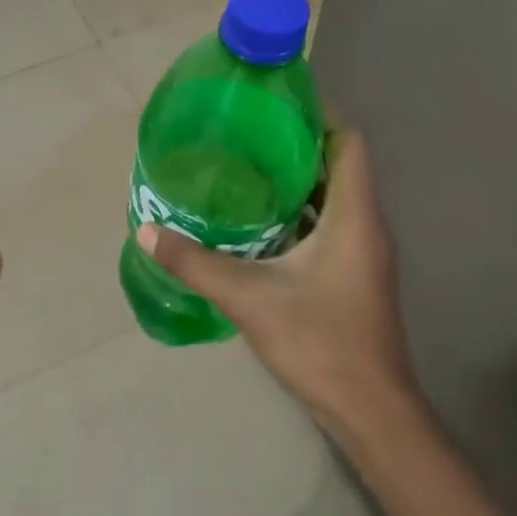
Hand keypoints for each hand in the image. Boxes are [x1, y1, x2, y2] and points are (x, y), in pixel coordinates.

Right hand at [135, 131, 417, 443]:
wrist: (370, 412)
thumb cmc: (321, 343)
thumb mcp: (250, 298)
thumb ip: (196, 263)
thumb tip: (146, 231)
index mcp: (353, 215)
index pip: (347, 140)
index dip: (317, 113)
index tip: (272, 103)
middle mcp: (365, 223)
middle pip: (336, 162)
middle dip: (292, 143)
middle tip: (241, 134)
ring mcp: (362, 251)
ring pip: (331, 195)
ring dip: (292, 180)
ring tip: (241, 169)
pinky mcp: (352, 273)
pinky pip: (326, 224)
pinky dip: (296, 213)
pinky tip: (255, 223)